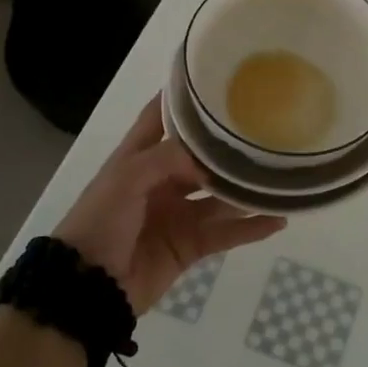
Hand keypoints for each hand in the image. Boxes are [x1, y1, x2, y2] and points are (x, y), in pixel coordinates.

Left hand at [54, 96, 285, 313]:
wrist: (86, 288)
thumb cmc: (99, 222)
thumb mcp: (125, 179)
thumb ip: (167, 158)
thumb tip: (210, 157)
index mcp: (138, 158)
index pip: (163, 117)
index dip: (185, 99)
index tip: (217, 78)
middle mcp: (161, 181)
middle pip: (201, 158)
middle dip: (229, 147)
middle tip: (267, 130)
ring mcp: (177, 214)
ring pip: (220, 197)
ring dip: (247, 189)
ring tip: (281, 176)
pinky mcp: (189, 246)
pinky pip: (224, 233)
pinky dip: (250, 228)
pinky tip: (277, 219)